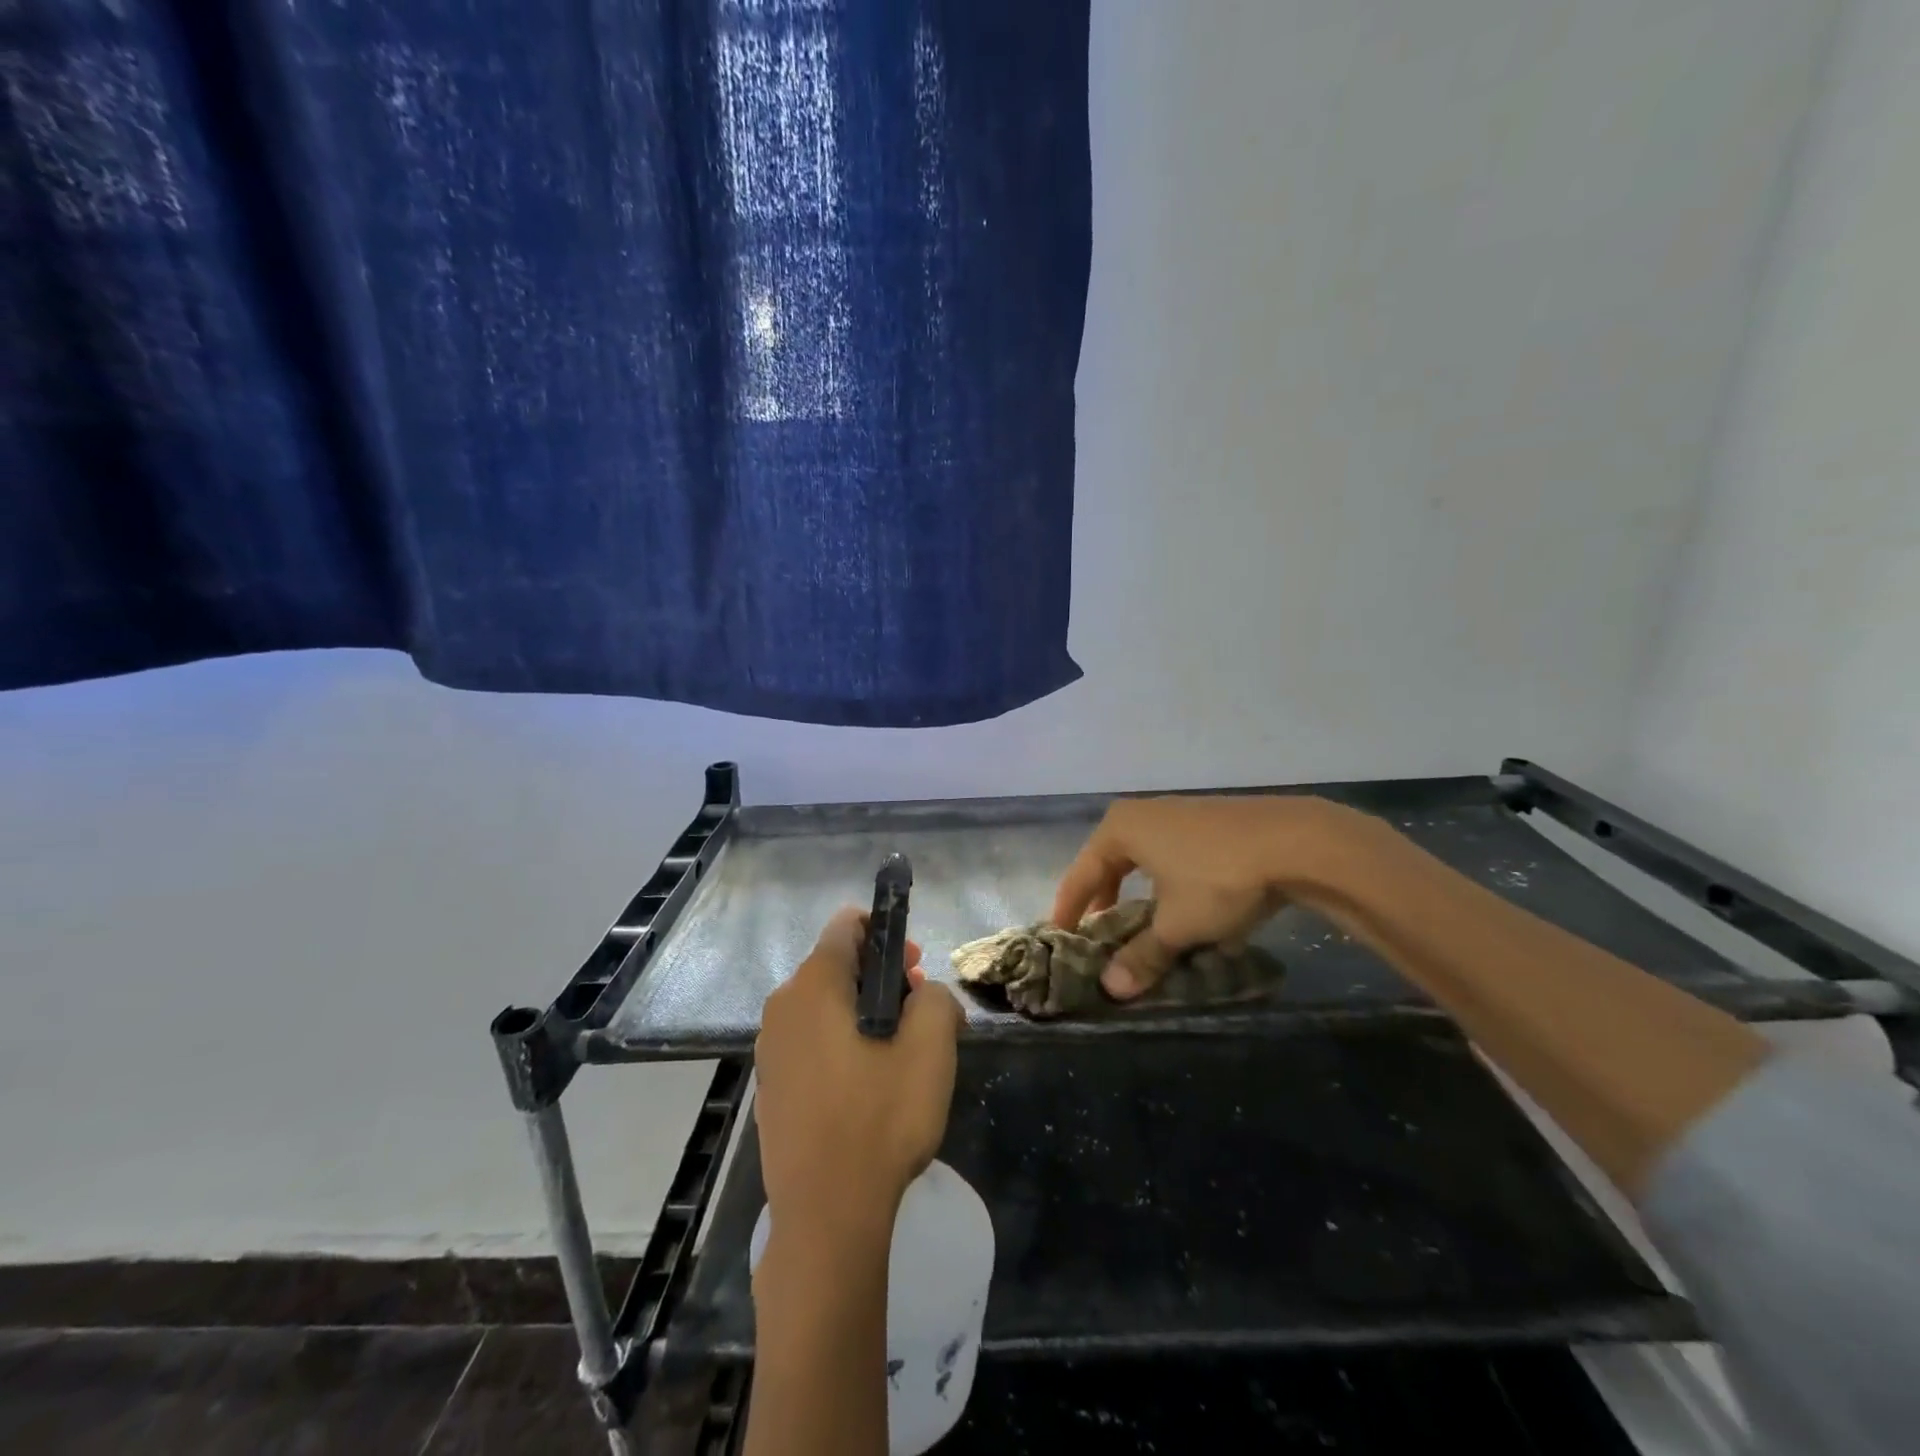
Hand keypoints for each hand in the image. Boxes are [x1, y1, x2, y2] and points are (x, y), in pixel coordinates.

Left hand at [755, 908, 962, 1248]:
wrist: (826, 1218)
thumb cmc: (880, 1119)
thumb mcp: (931, 1048)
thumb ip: (936, 998)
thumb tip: (925, 996)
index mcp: (814, 985)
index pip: (847, 925)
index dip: (886, 932)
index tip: (915, 965)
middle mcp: (782, 1007)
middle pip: (836, 965)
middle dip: (881, 976)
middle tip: (918, 1010)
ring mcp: (770, 1050)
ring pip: (824, 1006)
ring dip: (865, 1012)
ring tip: (901, 1051)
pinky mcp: (771, 1087)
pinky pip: (811, 1042)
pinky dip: (842, 1043)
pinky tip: (869, 1085)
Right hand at [1051, 794, 1380, 998]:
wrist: (1297, 842)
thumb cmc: (1219, 879)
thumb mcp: (1177, 925)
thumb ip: (1142, 956)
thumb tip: (1111, 989)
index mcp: (1120, 829)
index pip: (1081, 874)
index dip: (1069, 910)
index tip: (1059, 938)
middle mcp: (1145, 814)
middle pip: (1112, 863)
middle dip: (1106, 901)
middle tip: (1100, 934)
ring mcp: (1181, 814)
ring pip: (1148, 861)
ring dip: (1143, 896)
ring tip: (1146, 928)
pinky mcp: (1214, 823)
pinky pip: (1179, 858)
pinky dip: (1175, 887)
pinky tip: (1194, 914)